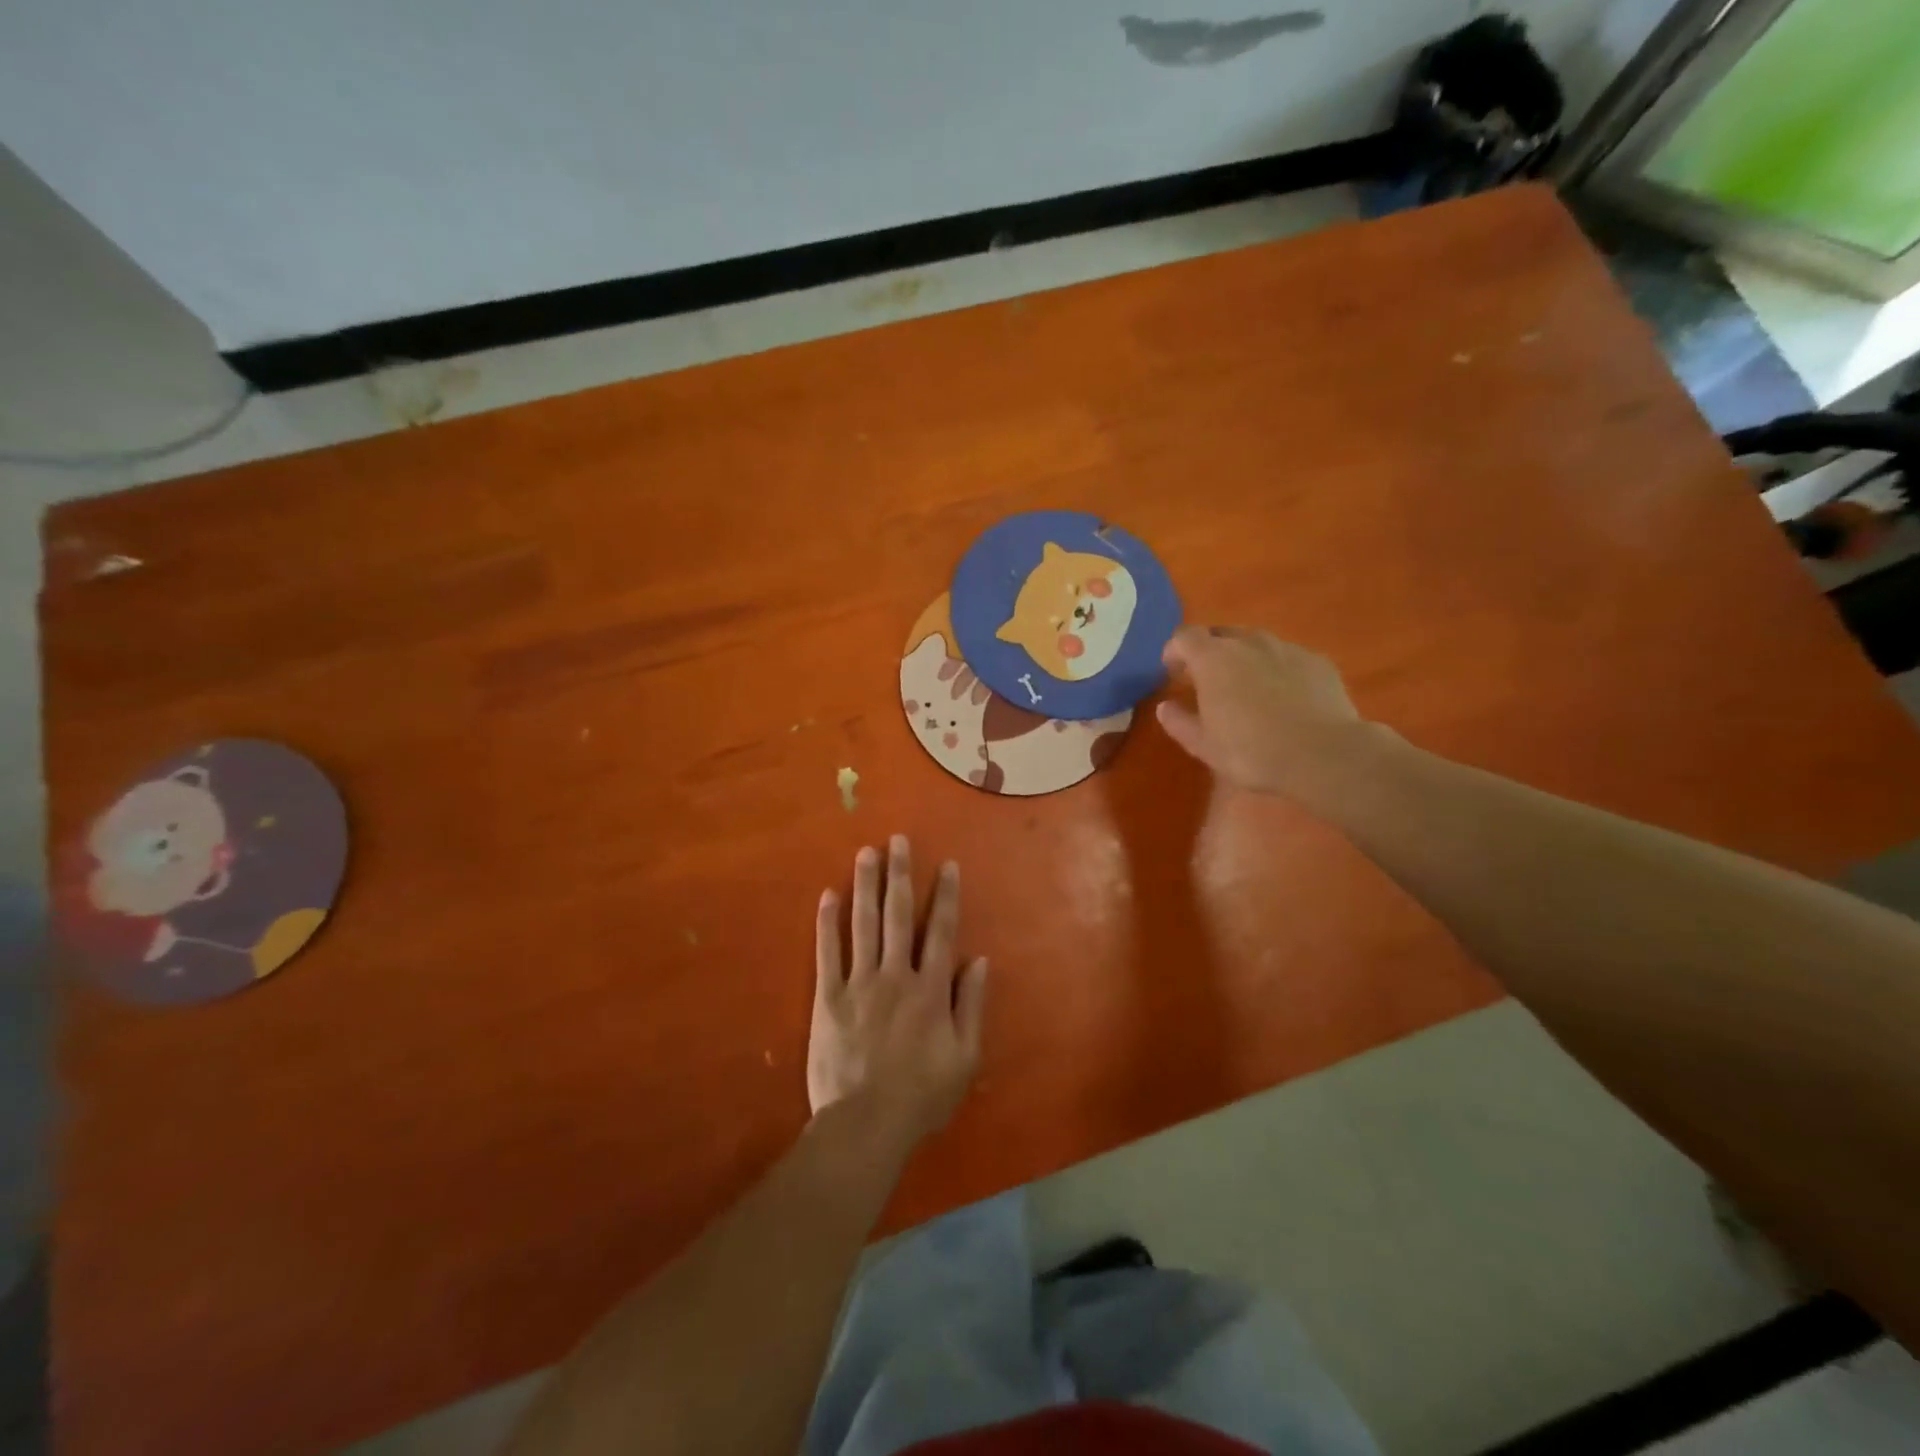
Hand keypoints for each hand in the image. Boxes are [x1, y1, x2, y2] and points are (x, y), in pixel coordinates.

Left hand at [810, 836, 987, 1150]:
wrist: (866, 1125)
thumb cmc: (922, 1096)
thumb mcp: (965, 1058)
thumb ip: (972, 1006)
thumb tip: (981, 960)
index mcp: (931, 989)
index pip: (941, 931)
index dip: (945, 896)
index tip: (947, 865)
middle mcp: (896, 975)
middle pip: (898, 915)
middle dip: (900, 875)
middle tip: (898, 840)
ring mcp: (859, 983)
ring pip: (863, 924)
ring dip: (866, 885)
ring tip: (866, 852)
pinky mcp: (828, 998)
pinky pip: (827, 953)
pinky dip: (827, 923)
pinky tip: (828, 895)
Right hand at [1156, 627, 1376, 798]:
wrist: (1324, 755)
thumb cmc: (1252, 751)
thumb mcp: (1204, 745)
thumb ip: (1179, 722)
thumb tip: (1165, 707)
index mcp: (1213, 659)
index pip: (1184, 637)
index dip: (1174, 651)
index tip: (1172, 671)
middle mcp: (1248, 643)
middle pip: (1221, 633)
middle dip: (1209, 650)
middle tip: (1207, 679)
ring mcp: (1287, 649)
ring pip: (1257, 642)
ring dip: (1244, 657)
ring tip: (1247, 686)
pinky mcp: (1318, 661)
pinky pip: (1288, 657)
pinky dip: (1277, 668)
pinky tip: (1284, 696)